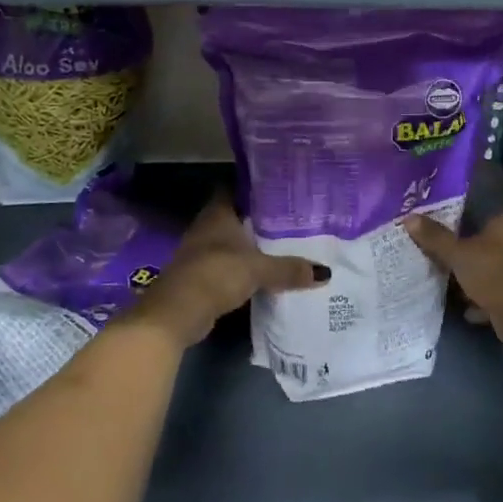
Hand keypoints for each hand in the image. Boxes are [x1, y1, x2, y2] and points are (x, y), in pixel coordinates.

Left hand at [134, 193, 322, 347]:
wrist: (177, 312)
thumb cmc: (216, 274)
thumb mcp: (259, 269)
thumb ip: (289, 269)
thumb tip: (325, 272)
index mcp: (218, 213)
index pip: (235, 189)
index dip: (254, 189)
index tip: (279, 191)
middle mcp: (207, 227)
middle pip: (235, 217)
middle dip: (258, 220)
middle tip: (289, 220)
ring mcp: (201, 252)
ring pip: (231, 242)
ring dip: (250, 246)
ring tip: (282, 246)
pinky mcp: (201, 277)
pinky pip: (227, 265)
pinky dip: (242, 268)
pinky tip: (263, 273)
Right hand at [404, 199, 502, 347]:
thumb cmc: (493, 270)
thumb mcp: (457, 254)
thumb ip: (435, 238)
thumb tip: (409, 218)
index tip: (486, 217)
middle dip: (487, 247)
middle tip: (462, 249)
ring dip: (488, 275)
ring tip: (461, 283)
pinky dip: (492, 299)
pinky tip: (471, 310)